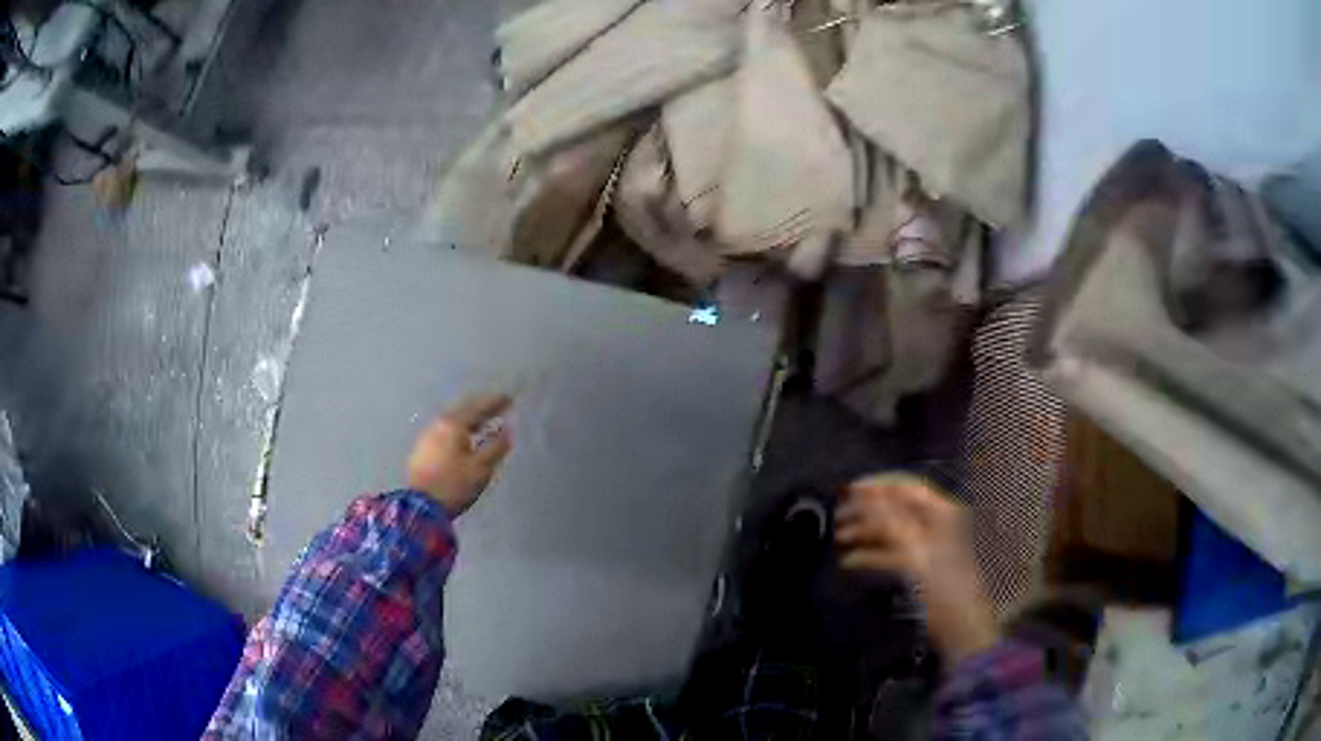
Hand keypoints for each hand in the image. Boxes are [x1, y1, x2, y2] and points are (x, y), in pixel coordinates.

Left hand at [406, 393, 512, 516]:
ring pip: (452, 420)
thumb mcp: (481, 468)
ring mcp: (427, 435)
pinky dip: (458, 429)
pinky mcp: (421, 449)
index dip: (494, 403)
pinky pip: (444, 430)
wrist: (420, 506)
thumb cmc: (454, 485)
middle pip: (463, 409)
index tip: (509, 399)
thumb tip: (507, 430)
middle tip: (496, 406)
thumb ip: (496, 446)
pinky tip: (462, 438)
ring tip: (481, 423)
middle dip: (480, 407)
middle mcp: (439, 424)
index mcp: (454, 424)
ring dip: (468, 419)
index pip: (478, 407)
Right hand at [836, 475, 998, 663]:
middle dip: (865, 509)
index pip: (905, 488)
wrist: (962, 630)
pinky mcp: (919, 568)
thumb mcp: (919, 556)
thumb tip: (868, 504)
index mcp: (943, 515)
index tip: (848, 492)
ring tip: (841, 538)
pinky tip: (852, 561)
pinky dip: (870, 554)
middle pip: (895, 506)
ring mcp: (928, 546)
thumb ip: (893, 527)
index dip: (876, 486)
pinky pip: (890, 552)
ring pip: (890, 529)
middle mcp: (937, 525)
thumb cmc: (947, 593)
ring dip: (864, 531)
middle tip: (838, 517)